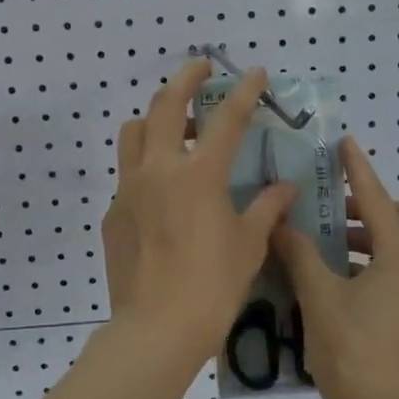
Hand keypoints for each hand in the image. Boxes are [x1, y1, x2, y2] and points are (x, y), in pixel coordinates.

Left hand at [100, 58, 299, 367]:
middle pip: (165, 106)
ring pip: (134, 133)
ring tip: (176, 129)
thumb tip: (284, 188)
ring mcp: (129, 190)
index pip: (226, 119)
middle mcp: (159, 170)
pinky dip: (146, 167)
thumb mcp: (248, 245)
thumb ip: (266, 208)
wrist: (156, 330)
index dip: (244, 92)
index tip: (254, 71)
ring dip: (155, 118)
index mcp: (199, 174)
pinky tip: (164, 193)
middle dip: (185, 79)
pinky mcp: (114, 214)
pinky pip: (127, 175)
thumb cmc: (212, 286)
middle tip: (200, 69)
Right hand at [273, 136, 398, 398]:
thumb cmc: (351, 349)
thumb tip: (280, 223)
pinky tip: (340, 280)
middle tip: (334, 211)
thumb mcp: (318, 296)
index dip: (359, 170)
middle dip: (372, 208)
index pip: (378, 199)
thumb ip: (299, 253)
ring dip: (372, 238)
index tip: (345, 143)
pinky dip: (376, 263)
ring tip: (329, 245)